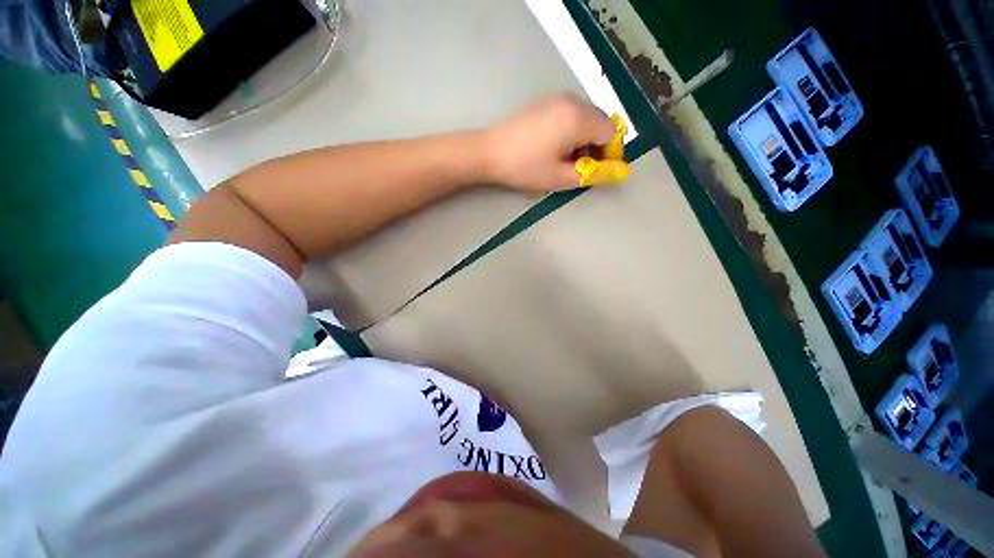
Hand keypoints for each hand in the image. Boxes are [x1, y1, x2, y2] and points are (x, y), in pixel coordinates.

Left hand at [482, 93, 616, 190]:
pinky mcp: (545, 102)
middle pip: (601, 123)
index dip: (609, 155)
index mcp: (579, 118)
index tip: (595, 171)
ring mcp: (557, 98)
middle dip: (597, 147)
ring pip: (586, 118)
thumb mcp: (560, 177)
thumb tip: (618, 172)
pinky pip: (570, 114)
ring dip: (584, 139)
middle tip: (578, 168)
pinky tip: (554, 147)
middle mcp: (572, 101)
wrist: (489, 151)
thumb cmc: (525, 167)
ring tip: (564, 160)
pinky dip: (572, 131)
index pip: (612, 133)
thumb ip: (592, 174)